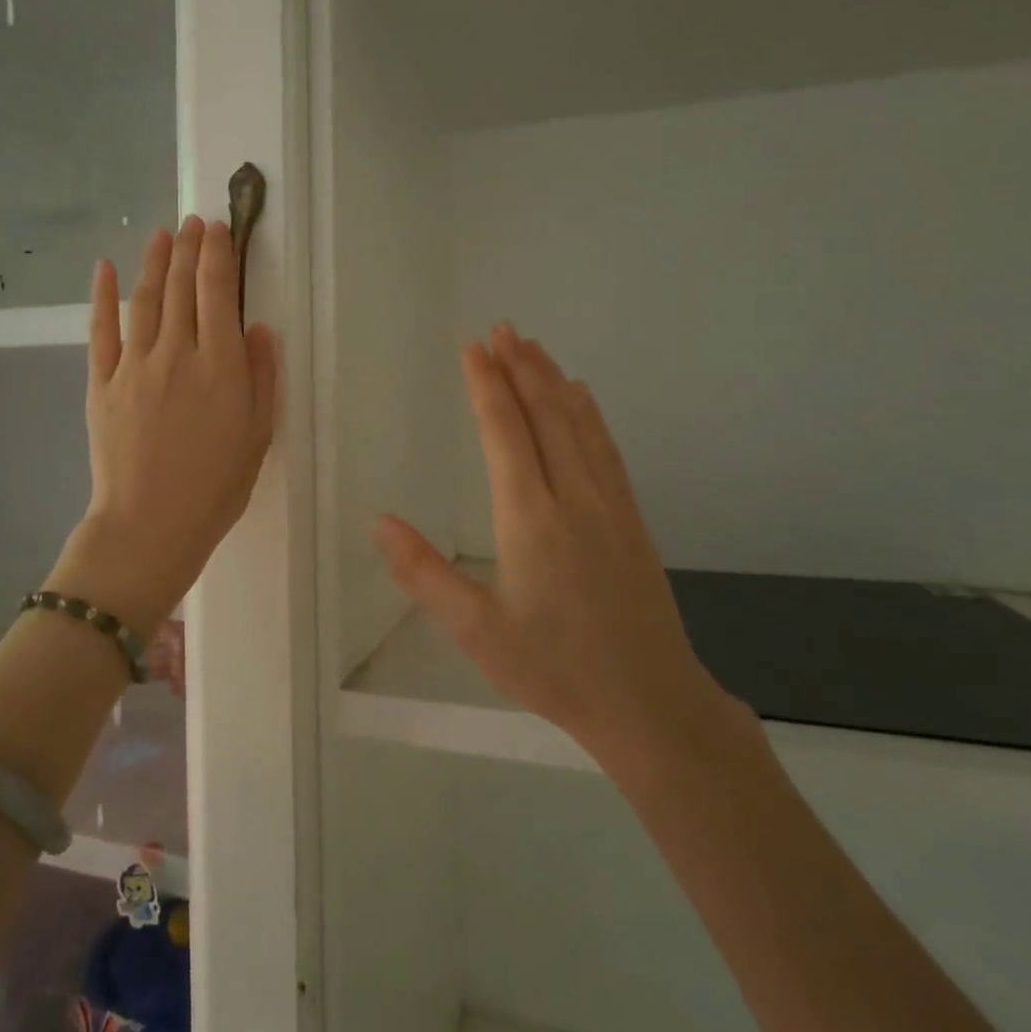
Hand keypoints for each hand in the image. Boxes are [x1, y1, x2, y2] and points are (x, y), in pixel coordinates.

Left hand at [51, 217, 277, 635]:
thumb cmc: (216, 487)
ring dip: (153, 261)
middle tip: (193, 221)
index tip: (219, 228)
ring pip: (144, 300)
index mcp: (221, 366)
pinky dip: (102, 296)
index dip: (218, 254)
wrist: (150, 525)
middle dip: (188, 248)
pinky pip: (100, 330)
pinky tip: (104, 267)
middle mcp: (178, 353)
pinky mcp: (101, 382)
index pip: (218, 293)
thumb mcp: (258, 434)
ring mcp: (134, 365)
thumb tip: (257, 327)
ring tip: (161, 233)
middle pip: (180, 287)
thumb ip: (261, 375)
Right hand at [373, 323, 729, 761]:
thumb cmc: (553, 668)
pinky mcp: (632, 518)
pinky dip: (589, 412)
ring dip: (553, 380)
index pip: (506, 433)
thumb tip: (380, 522)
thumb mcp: (475, 630)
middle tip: (502, 328)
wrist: (650, 703)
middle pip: (546, 415)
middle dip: (521, 367)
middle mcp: (573, 497)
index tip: (474, 349)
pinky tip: (583, 398)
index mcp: (530, 518)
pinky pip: (607, 448)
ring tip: (534, 346)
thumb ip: (424, 573)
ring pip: (580, 424)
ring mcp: (610, 505)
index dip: (487, 387)